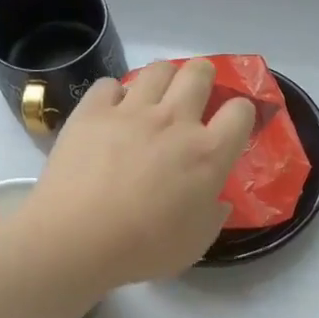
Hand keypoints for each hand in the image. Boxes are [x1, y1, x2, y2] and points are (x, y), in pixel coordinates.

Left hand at [23, 58, 256, 286]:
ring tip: (156, 97)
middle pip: (200, 72)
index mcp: (208, 153)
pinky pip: (109, 84)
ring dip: (164, 78)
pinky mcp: (92, 111)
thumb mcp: (196, 243)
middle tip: (195, 97)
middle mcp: (175, 121)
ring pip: (158, 69)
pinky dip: (114, 95)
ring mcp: (131, 111)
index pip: (240, 111)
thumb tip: (218, 200)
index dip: (241, 112)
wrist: (77, 238)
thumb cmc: (144, 247)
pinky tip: (111, 112)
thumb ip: (213, 215)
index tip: (231, 125)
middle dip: (204, 77)